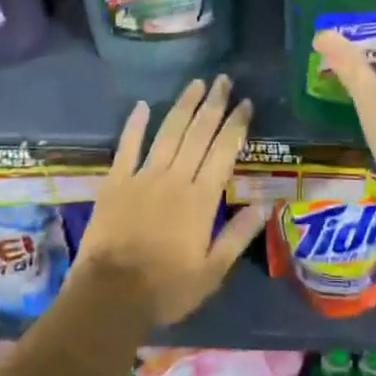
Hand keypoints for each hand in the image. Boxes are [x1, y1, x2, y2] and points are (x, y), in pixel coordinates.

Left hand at [75, 75, 269, 327]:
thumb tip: (265, 205)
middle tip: (224, 80)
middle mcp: (175, 178)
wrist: (110, 295)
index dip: (236, 125)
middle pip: (198, 133)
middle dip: (213, 105)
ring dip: (183, 106)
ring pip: (168, 132)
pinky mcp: (116, 182)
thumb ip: (238, 236)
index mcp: (201, 199)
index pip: (223, 151)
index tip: (246, 103)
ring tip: (196, 83)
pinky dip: (135, 125)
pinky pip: (127, 147)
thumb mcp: (212, 272)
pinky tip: (142, 105)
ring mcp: (143, 177)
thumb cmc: (166, 288)